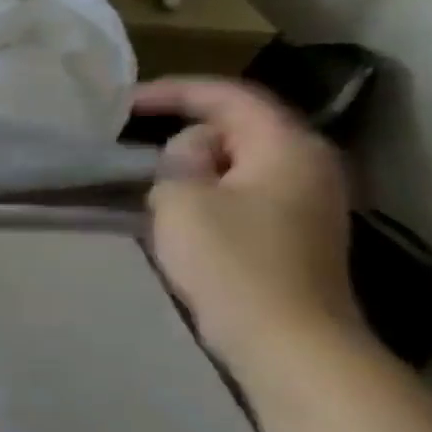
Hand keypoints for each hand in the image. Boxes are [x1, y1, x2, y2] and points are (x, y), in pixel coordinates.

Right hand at [134, 79, 364, 365]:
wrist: (286, 339)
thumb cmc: (231, 262)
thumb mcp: (182, 199)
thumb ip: (179, 159)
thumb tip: (191, 151)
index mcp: (287, 147)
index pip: (229, 96)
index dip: (173, 91)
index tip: (121, 103)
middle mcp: (309, 165)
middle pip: (239, 126)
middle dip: (185, 130)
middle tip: (134, 149)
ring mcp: (308, 200)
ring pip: (240, 161)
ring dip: (195, 165)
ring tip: (150, 181)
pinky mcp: (295, 231)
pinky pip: (245, 190)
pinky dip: (210, 189)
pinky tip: (179, 212)